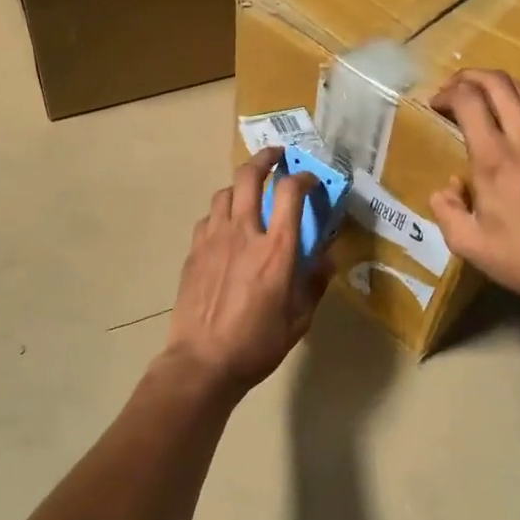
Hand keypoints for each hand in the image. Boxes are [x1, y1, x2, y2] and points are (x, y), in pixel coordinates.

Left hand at [163, 148, 329, 395]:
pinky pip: (208, 218)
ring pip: (224, 192)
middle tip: (276, 157)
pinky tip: (226, 229)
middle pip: (249, 176)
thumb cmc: (258, 344)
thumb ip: (314, 283)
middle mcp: (244, 233)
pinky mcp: (194, 251)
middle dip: (265, 158)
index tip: (310, 180)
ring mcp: (213, 239)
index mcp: (276, 249)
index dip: (303, 177)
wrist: (203, 362)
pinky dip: (221, 214)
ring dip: (241, 186)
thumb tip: (325, 259)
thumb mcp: (299, 319)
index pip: (291, 193)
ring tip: (250, 194)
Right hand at [429, 70, 519, 305]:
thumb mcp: (466, 243)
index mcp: (493, 159)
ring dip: (502, 85)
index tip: (437, 104)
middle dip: (471, 78)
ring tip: (487, 95)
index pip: (468, 101)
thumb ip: (446, 209)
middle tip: (456, 89)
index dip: (448, 93)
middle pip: (499, 84)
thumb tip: (446, 187)